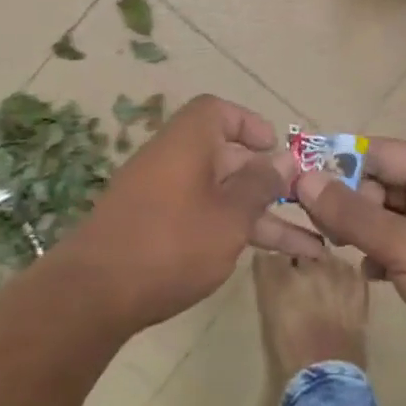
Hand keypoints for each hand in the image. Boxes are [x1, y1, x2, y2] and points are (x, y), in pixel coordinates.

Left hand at [63, 95, 323, 331]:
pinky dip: (232, 230)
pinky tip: (263, 257)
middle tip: (306, 204)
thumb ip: (259, 186)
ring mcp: (161, 196)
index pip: (217, 111)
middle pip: (226, 157)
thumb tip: (282, 161)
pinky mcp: (153, 228)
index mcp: (188, 141)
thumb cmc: (172, 242)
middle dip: (268, 181)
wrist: (94, 293)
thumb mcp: (229, 216)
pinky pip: (203, 217)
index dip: (249, 124)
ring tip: (311, 247)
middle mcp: (173, 160)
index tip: (275, 147)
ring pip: (220, 195)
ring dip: (261, 216)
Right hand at [293, 140, 405, 405]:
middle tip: (320, 225)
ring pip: (390, 215)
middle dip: (349, 200)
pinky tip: (370, 273)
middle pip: (383, 182)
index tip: (301, 180)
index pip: (380, 152)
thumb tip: (304, 179)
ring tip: (337, 247)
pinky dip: (381, 253)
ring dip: (362, 228)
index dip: (340, 162)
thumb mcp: (405, 246)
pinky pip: (401, 244)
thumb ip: (352, 214)